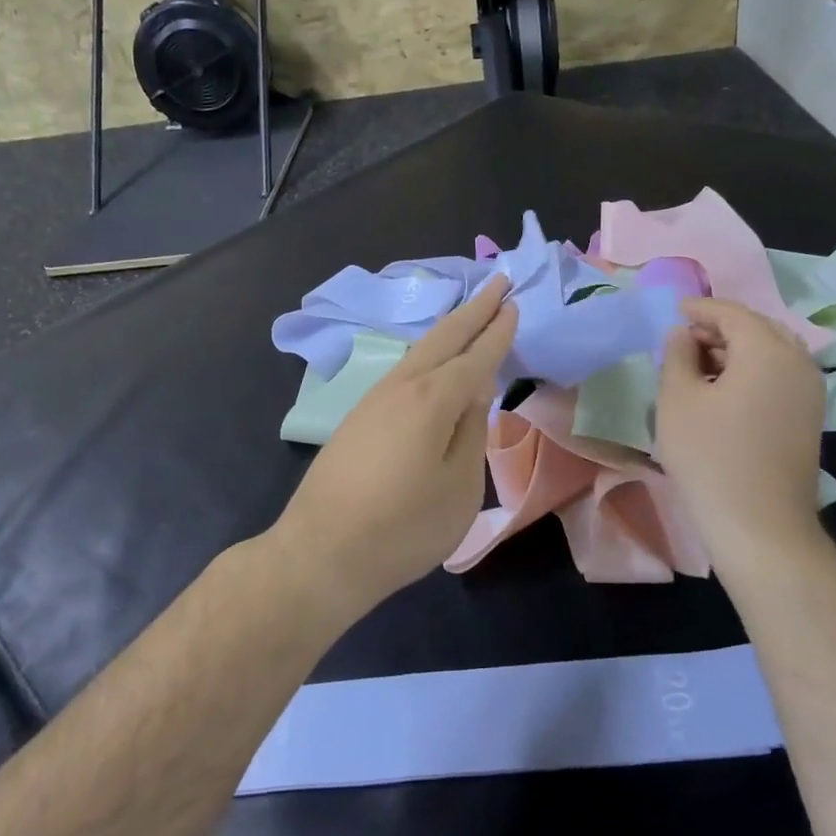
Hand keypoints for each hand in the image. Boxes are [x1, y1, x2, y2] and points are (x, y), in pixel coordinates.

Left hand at [272, 276, 516, 618]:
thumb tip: (477, 390)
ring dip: (448, 329)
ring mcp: (374, 399)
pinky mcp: (358, 417)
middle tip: (498, 282)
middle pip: (443, 338)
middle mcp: (401, 387)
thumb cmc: (403, 528)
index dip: (497, 331)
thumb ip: (472, 431)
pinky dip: (426, 354)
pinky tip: (432, 362)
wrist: (321, 553)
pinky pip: (403, 370)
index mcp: (432, 399)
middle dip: (473, 309)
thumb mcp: (459, 486)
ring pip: (418, 351)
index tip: (514, 304)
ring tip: (470, 313)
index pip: (475, 356)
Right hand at [655, 297, 826, 570]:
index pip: (732, 313)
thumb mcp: (677, 399)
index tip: (674, 311)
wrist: (759, 524)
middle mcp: (798, 362)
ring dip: (737, 350)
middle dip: (721, 327)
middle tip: (685, 338)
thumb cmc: (709, 455)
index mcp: (767, 350)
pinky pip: (780, 375)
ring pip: (772, 352)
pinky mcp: (810, 417)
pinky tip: (724, 390)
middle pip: (758, 328)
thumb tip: (683, 334)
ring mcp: (811, 391)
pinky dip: (752, 370)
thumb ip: (677, 355)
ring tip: (700, 366)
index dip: (701, 308)